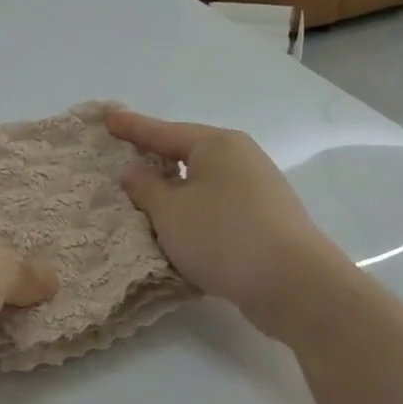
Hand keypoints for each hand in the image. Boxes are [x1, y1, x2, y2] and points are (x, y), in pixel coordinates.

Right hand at [106, 110, 336, 334]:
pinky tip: (178, 231)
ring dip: (174, 193)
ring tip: (144, 201)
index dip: (132, 127)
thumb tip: (134, 170)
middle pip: (186, 155)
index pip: (163, 132)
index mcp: (217, 145)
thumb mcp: (170, 211)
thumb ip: (145, 188)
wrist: (294, 284)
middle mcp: (241, 159)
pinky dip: (193, 215)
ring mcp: (258, 190)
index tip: (107, 119)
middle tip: (122, 159)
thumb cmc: (223, 236)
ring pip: (202, 185)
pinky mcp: (265, 221)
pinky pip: (216, 208)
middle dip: (155, 160)